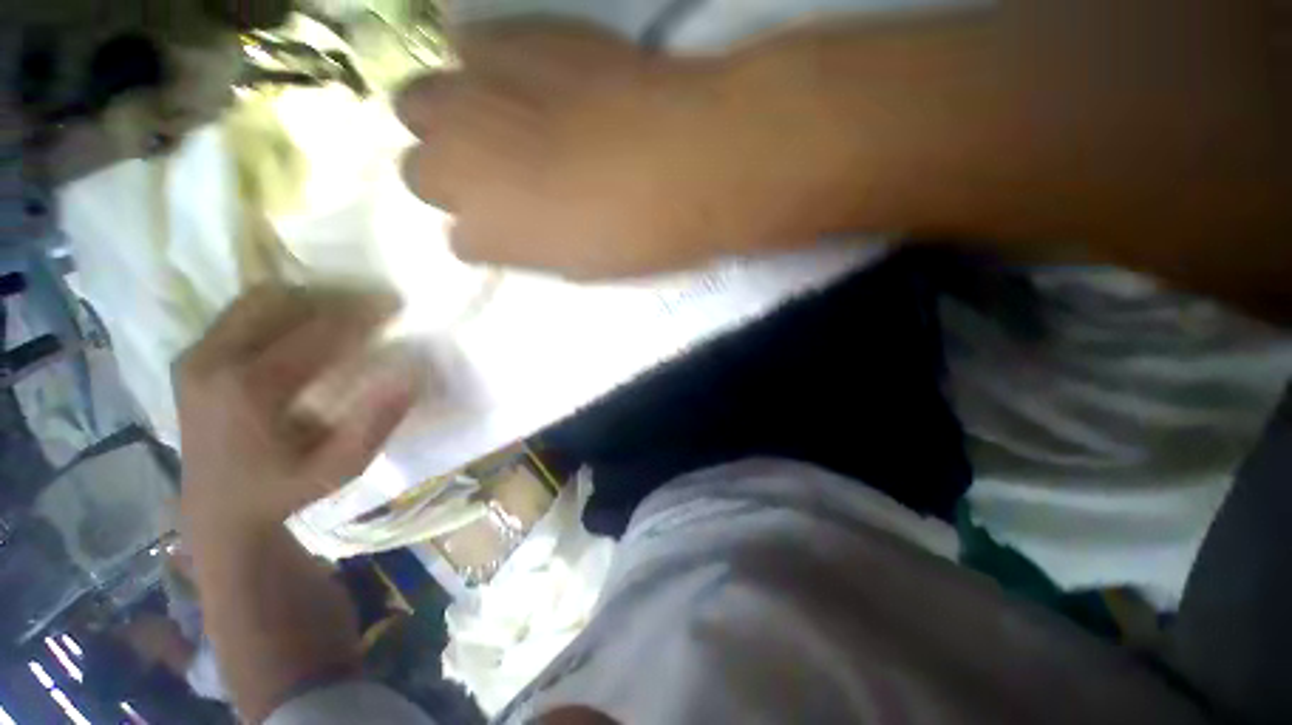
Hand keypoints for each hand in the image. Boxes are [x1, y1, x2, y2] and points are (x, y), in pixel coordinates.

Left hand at [176, 286, 417, 535]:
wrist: (217, 510)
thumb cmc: (284, 489)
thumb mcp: (342, 467)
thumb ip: (377, 421)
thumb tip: (412, 371)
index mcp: (248, 389)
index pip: (316, 330)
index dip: (362, 312)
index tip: (396, 304)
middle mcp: (213, 360)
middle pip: (281, 301)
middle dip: (335, 297)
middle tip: (374, 305)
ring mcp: (196, 355)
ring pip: (258, 300)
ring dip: (309, 299)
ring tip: (346, 312)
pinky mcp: (192, 356)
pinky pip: (242, 312)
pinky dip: (282, 309)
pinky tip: (309, 325)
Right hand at [396, 21, 820, 278]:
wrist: (689, 161)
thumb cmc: (638, 236)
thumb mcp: (581, 266)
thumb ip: (535, 246)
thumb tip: (520, 227)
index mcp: (484, 237)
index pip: (459, 241)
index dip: (491, 236)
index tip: (517, 230)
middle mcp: (455, 166)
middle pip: (419, 171)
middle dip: (453, 176)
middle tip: (501, 175)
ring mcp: (471, 96)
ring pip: (421, 105)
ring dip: (452, 120)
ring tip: (499, 123)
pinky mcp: (508, 39)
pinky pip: (469, 49)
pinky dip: (487, 68)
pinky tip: (523, 80)